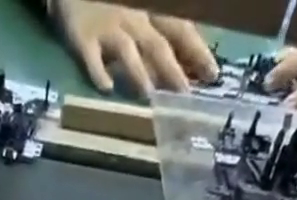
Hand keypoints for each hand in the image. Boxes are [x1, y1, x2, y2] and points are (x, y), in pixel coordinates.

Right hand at [52, 1, 218, 96]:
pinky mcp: (83, 37)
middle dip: (173, 69)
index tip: (213, 76)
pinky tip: (106, 88)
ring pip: (127, 50)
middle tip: (186, 94)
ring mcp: (108, 28)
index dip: (198, 52)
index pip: (181, 30)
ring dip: (138, 72)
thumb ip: (163, 30)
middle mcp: (134, 19)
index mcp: (152, 10)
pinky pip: (91, 57)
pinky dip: (98, 72)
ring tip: (148, 94)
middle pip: (158, 44)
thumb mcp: (144, 6)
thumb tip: (187, 64)